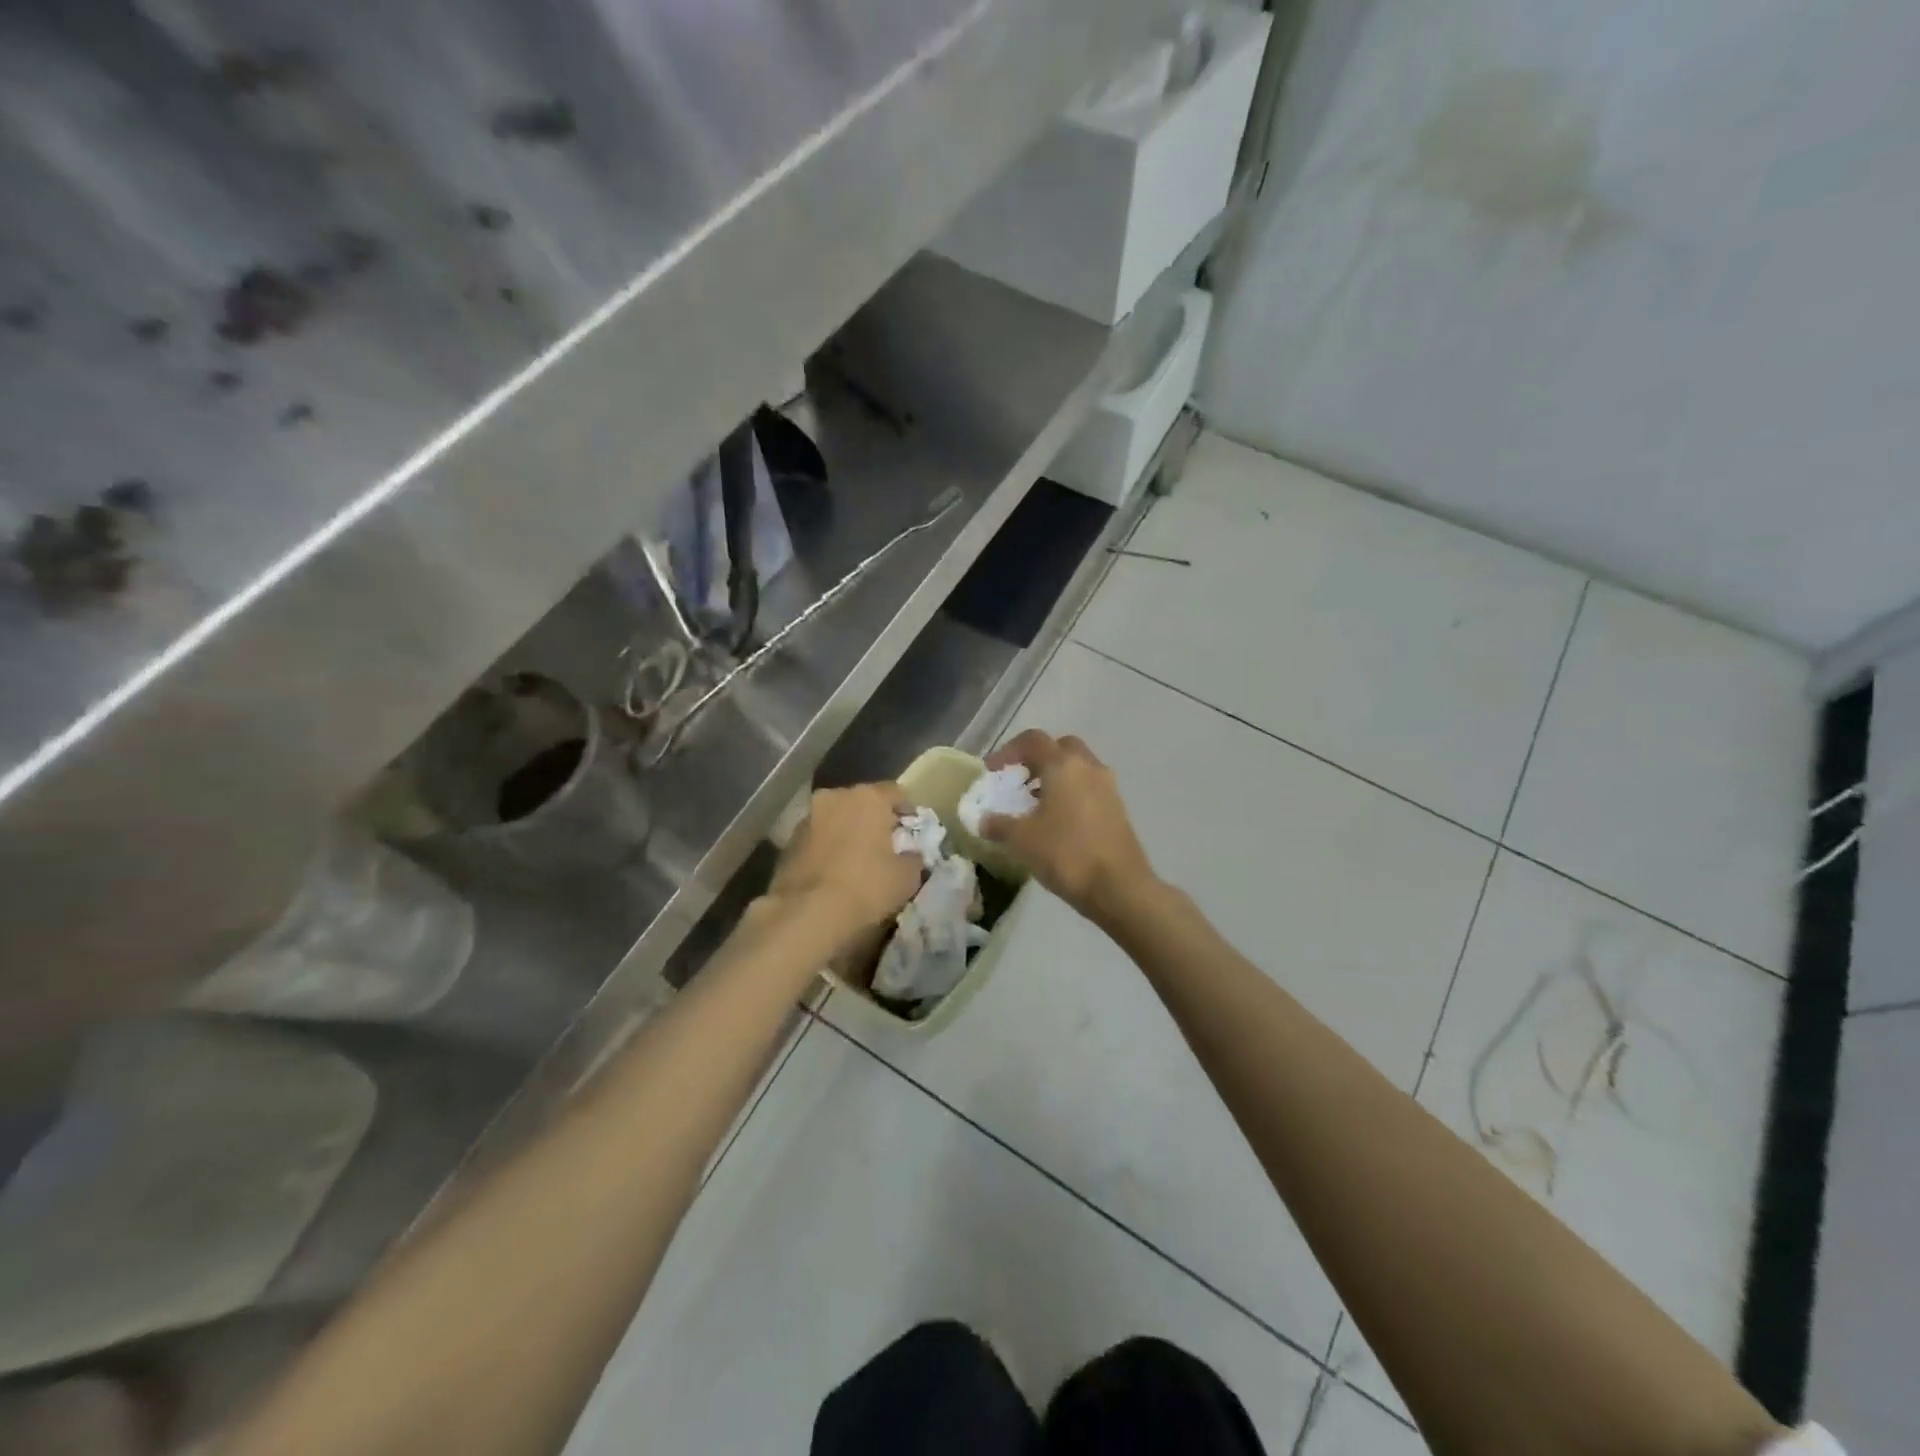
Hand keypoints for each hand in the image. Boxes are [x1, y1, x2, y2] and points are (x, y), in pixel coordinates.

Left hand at [767, 784, 921, 941]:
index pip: (896, 793)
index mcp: (868, 797)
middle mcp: (835, 797)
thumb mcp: (907, 877)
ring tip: (857, 862)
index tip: (912, 834)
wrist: (806, 914)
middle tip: (886, 847)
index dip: (908, 813)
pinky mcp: (788, 841)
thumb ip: (914, 857)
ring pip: (837, 818)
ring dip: (848, 833)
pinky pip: (818, 838)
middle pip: (863, 802)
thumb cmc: (866, 887)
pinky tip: (834, 872)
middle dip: (875, 820)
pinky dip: (828, 848)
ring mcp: (808, 817)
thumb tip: (910, 855)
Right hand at [979, 730, 1155, 923]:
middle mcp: (1088, 767)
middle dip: (1037, 759)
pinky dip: (1071, 793)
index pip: (1033, 740)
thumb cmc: (1066, 854)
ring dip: (1055, 777)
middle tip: (1019, 780)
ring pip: (1078, 767)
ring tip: (1035, 804)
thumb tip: (984, 820)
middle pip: (1060, 747)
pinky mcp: (1118, 808)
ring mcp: (1108, 787)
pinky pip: (1089, 788)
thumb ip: (999, 825)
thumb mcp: (1022, 840)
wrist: (1119, 888)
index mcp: (1063, 766)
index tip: (992, 771)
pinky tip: (1058, 822)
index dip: (1007, 751)